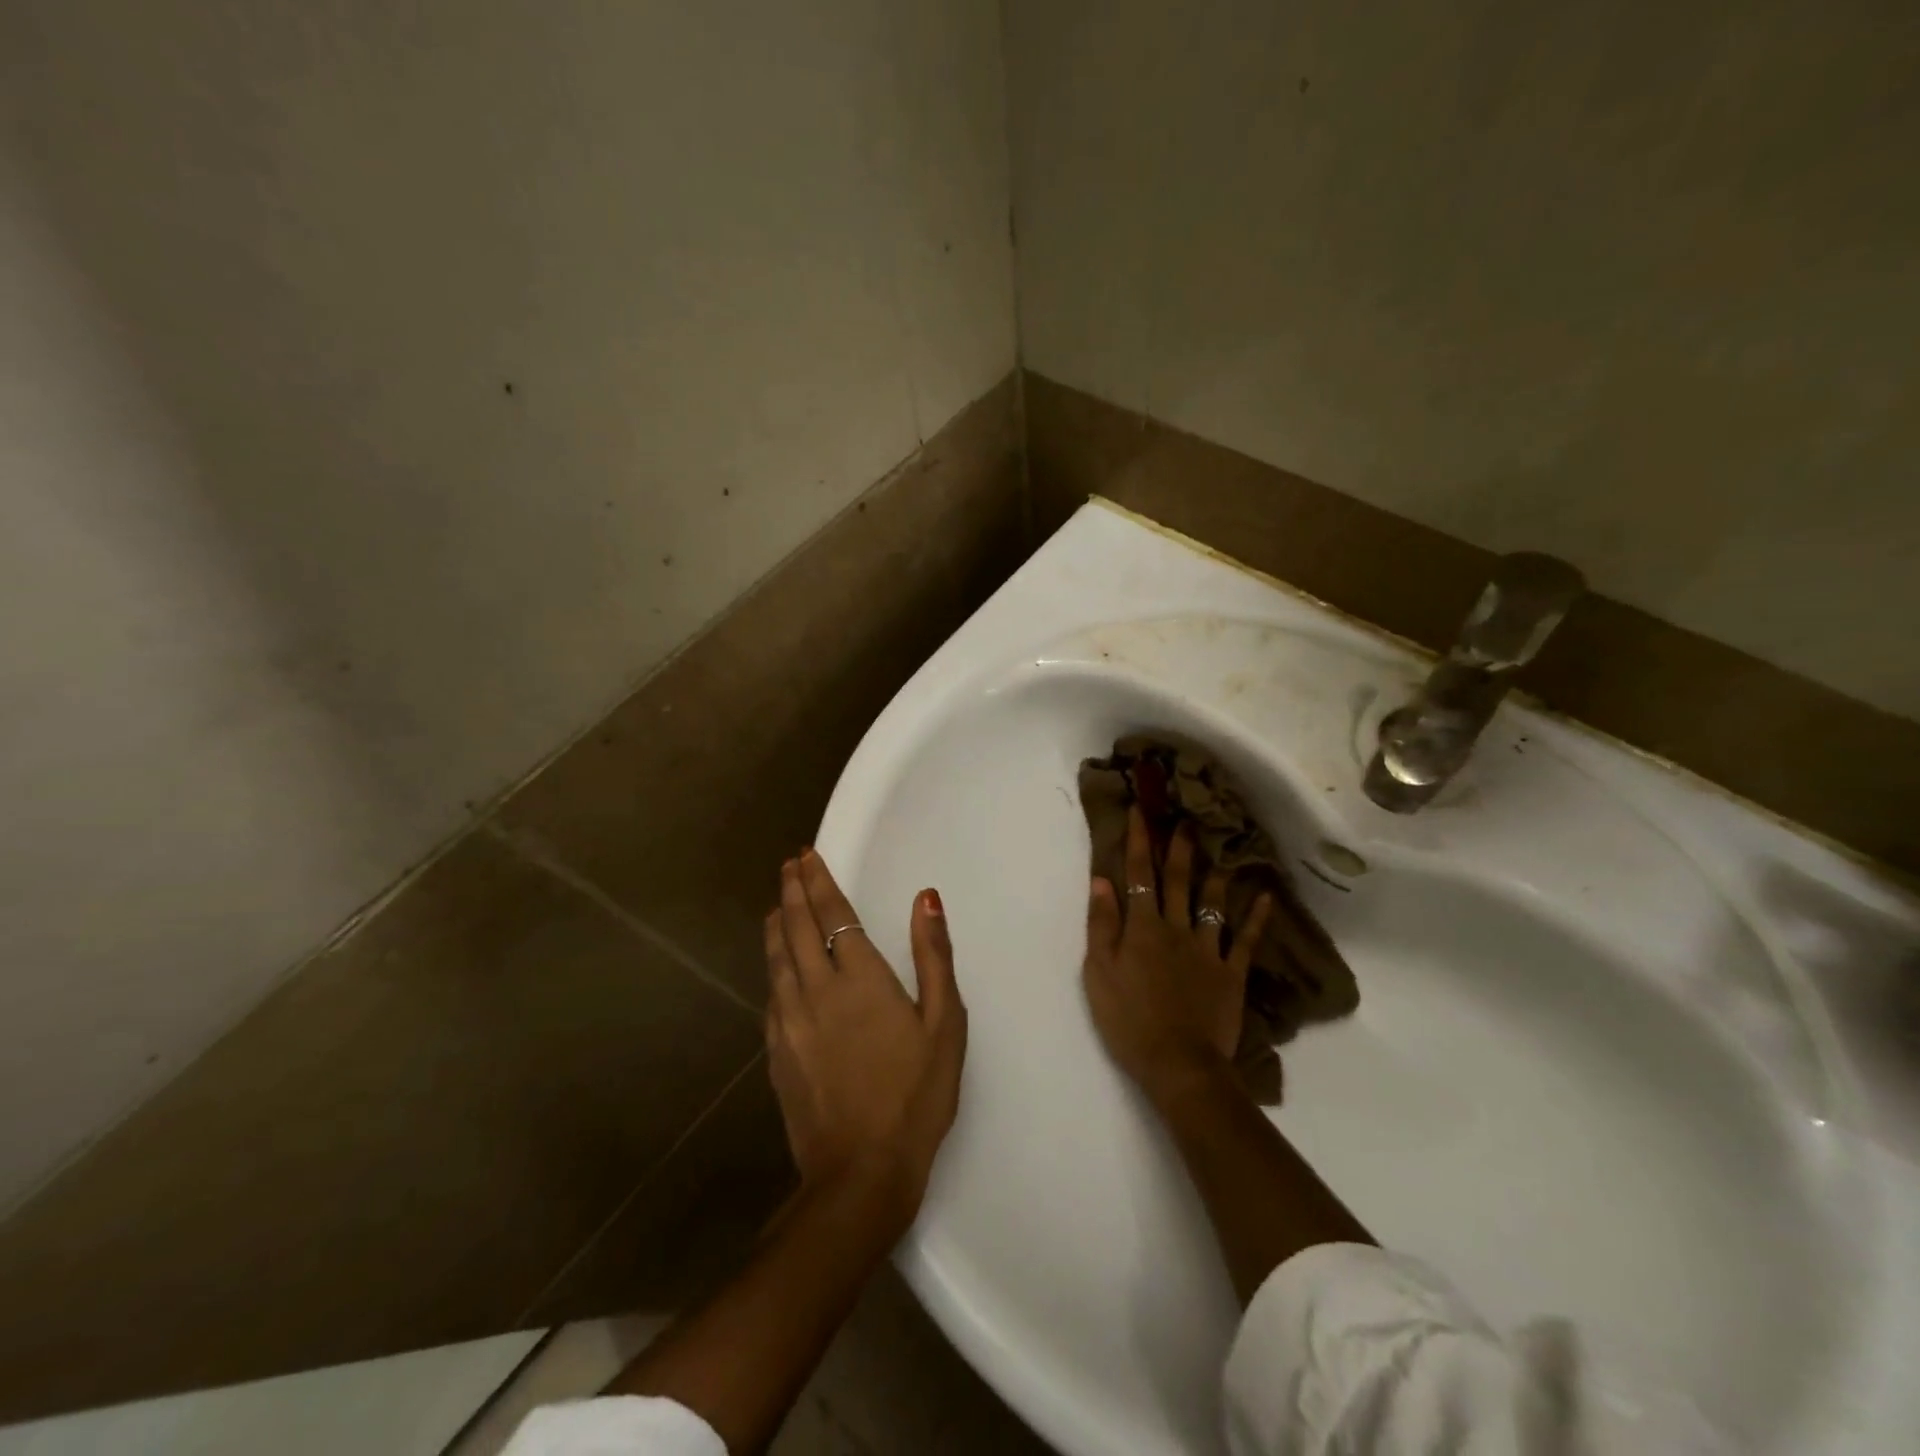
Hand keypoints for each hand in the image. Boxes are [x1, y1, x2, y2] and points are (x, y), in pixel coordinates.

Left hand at [763, 849, 966, 1226]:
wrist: (860, 1172)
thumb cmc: (915, 1095)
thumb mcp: (943, 1024)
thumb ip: (933, 956)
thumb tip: (926, 898)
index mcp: (860, 978)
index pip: (833, 915)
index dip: (819, 882)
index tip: (807, 857)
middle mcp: (818, 989)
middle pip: (797, 927)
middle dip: (793, 891)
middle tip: (789, 866)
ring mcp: (791, 1021)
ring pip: (777, 957)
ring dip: (776, 923)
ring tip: (775, 903)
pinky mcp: (778, 1050)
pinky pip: (772, 992)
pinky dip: (772, 965)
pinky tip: (776, 966)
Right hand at [1083, 806, 1271, 1104]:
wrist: (1178, 1063)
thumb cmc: (1129, 1019)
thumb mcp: (1099, 972)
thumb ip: (1102, 924)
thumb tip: (1103, 881)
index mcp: (1142, 928)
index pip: (1138, 875)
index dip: (1138, 841)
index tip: (1139, 810)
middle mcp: (1176, 929)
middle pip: (1177, 881)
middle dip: (1178, 848)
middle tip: (1185, 820)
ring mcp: (1207, 950)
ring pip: (1211, 904)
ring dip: (1213, 875)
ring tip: (1219, 852)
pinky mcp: (1231, 973)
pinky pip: (1245, 940)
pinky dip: (1257, 918)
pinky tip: (1266, 898)